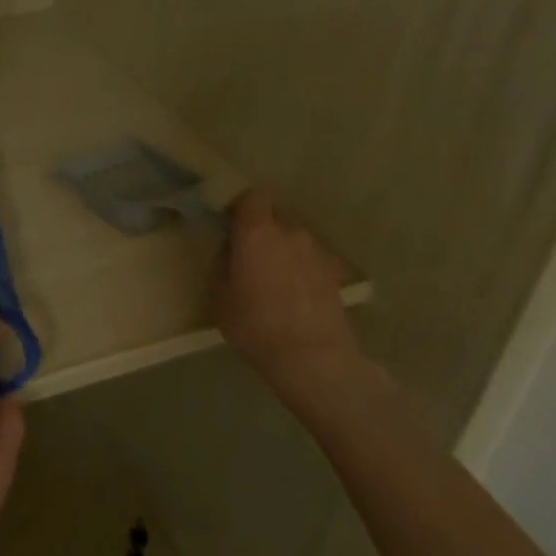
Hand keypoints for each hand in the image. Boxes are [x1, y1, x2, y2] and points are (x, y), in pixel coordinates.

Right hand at [216, 188, 362, 403]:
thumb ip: (223, 265)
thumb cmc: (256, 324)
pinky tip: (294, 295)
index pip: (251, 197)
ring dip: (283, 250)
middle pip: (275, 217)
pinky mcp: (334, 275)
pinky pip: (310, 261)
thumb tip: (230, 253)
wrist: (314, 358)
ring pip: (294, 240)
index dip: (240, 208)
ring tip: (273, 278)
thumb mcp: (220, 297)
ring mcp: (316, 252)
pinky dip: (301, 270)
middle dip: (262, 229)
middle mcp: (289, 232)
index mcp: (256, 231)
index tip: (229, 225)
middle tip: (248, 253)